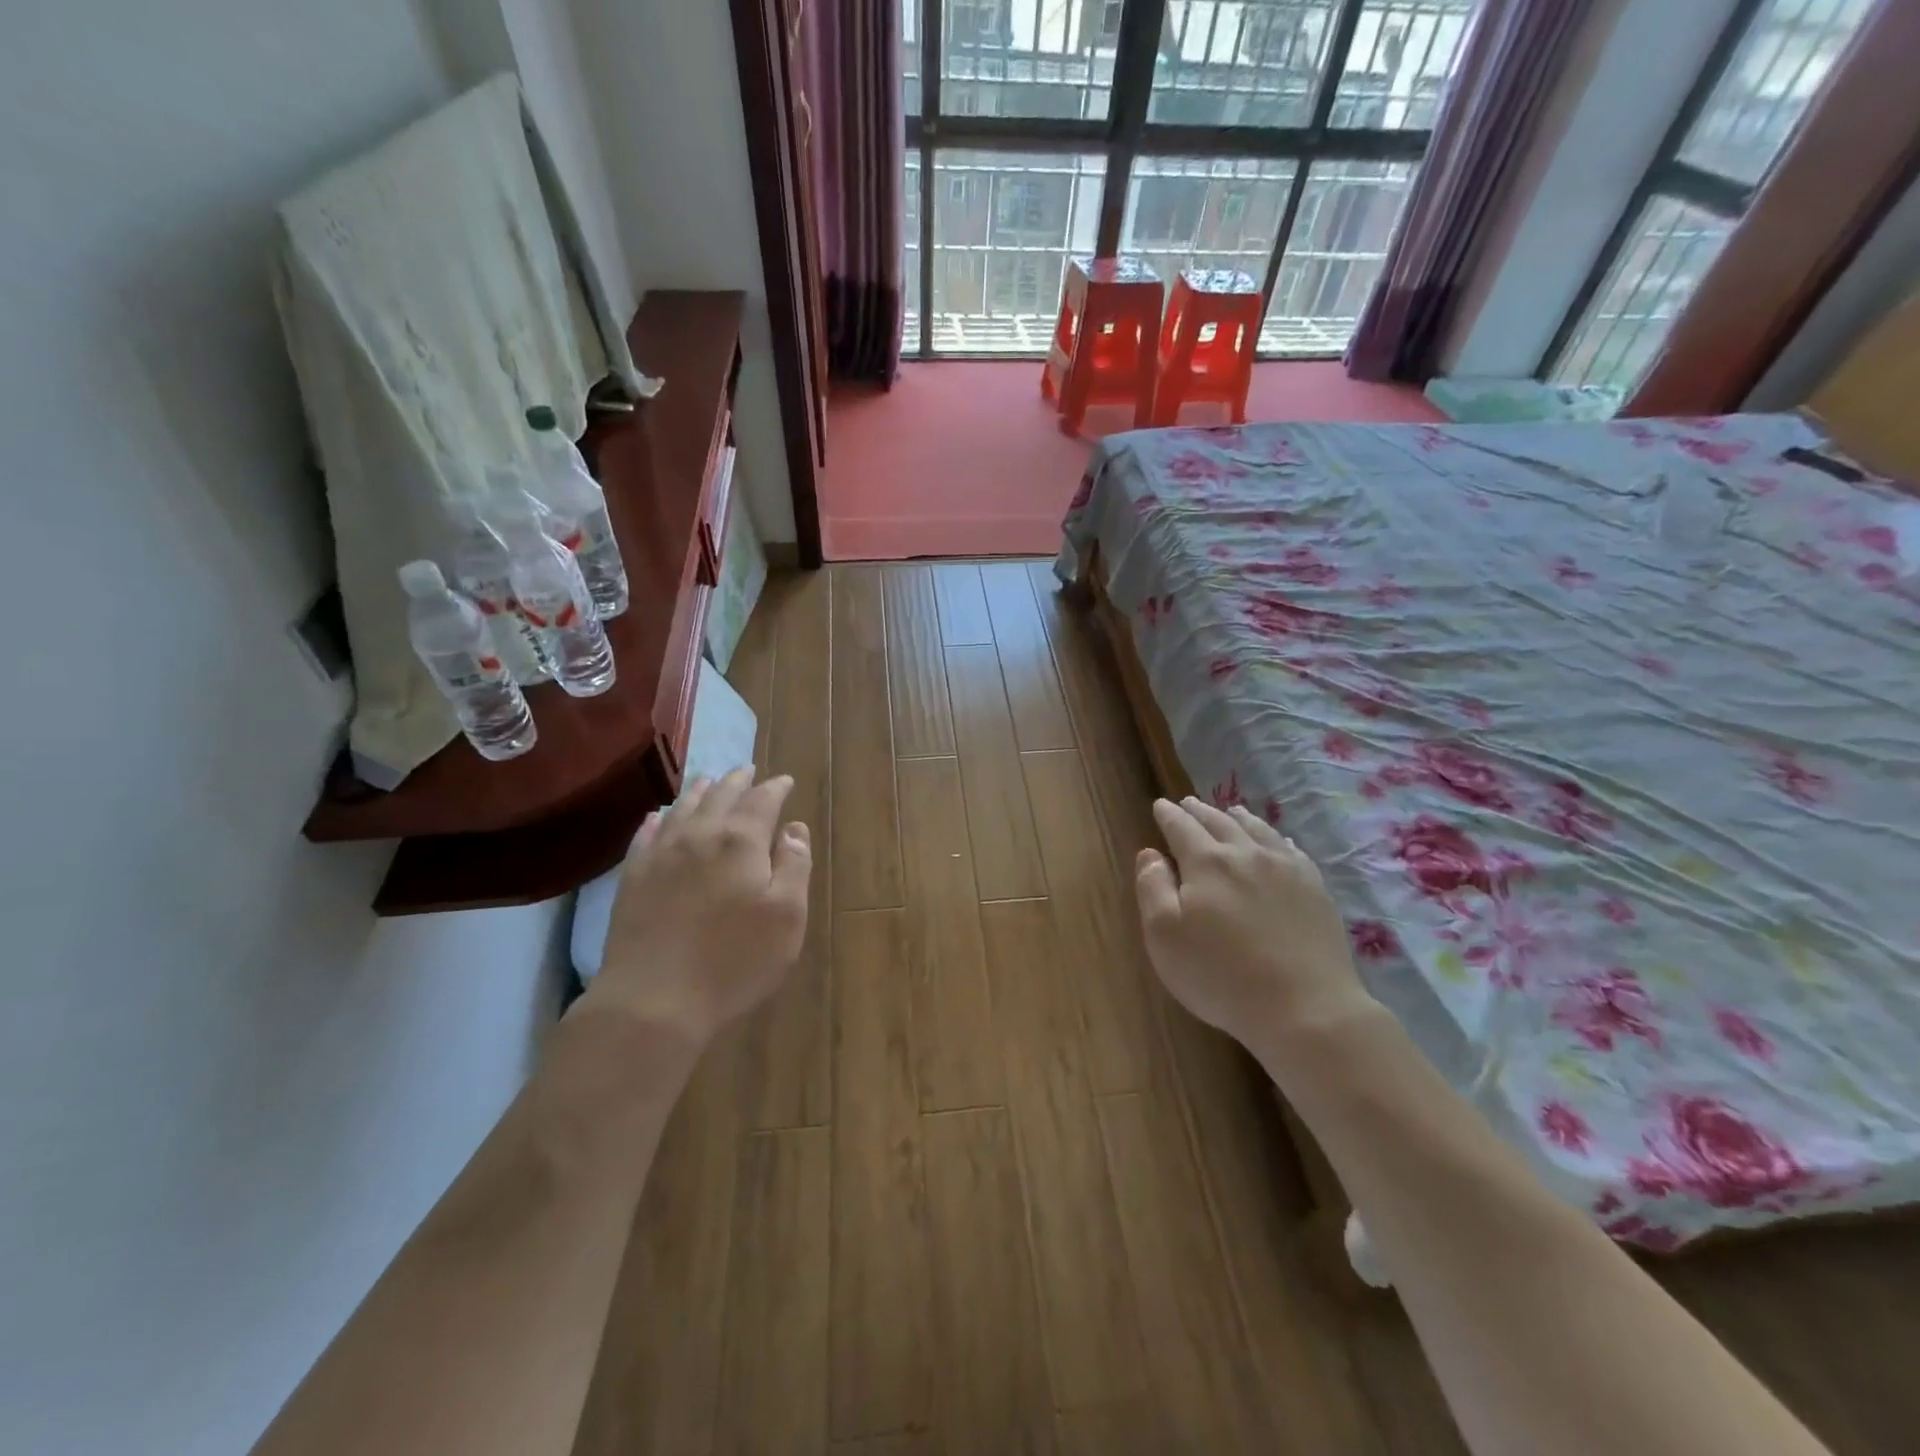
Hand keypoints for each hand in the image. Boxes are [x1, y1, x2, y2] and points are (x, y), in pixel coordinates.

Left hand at [592, 768, 812, 1045]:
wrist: (654, 999)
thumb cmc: (734, 960)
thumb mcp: (787, 917)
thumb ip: (795, 865)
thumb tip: (795, 828)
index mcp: (741, 841)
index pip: (762, 801)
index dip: (776, 788)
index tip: (785, 781)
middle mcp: (700, 835)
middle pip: (720, 796)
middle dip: (737, 781)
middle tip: (747, 771)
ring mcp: (660, 855)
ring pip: (682, 808)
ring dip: (699, 791)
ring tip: (708, 781)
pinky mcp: (632, 878)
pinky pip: (646, 835)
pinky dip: (658, 819)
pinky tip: (659, 816)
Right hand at [1135, 797, 1375, 1050]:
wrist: (1305, 1007)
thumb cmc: (1221, 975)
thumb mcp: (1164, 936)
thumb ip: (1152, 888)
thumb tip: (1150, 853)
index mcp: (1206, 862)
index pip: (1181, 828)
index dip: (1168, 815)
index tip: (1159, 806)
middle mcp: (1246, 854)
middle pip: (1219, 823)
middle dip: (1199, 812)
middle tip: (1187, 803)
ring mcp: (1286, 869)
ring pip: (1257, 830)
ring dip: (1237, 817)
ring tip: (1229, 811)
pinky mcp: (1314, 889)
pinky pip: (1291, 849)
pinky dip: (1275, 837)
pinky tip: (1276, 840)